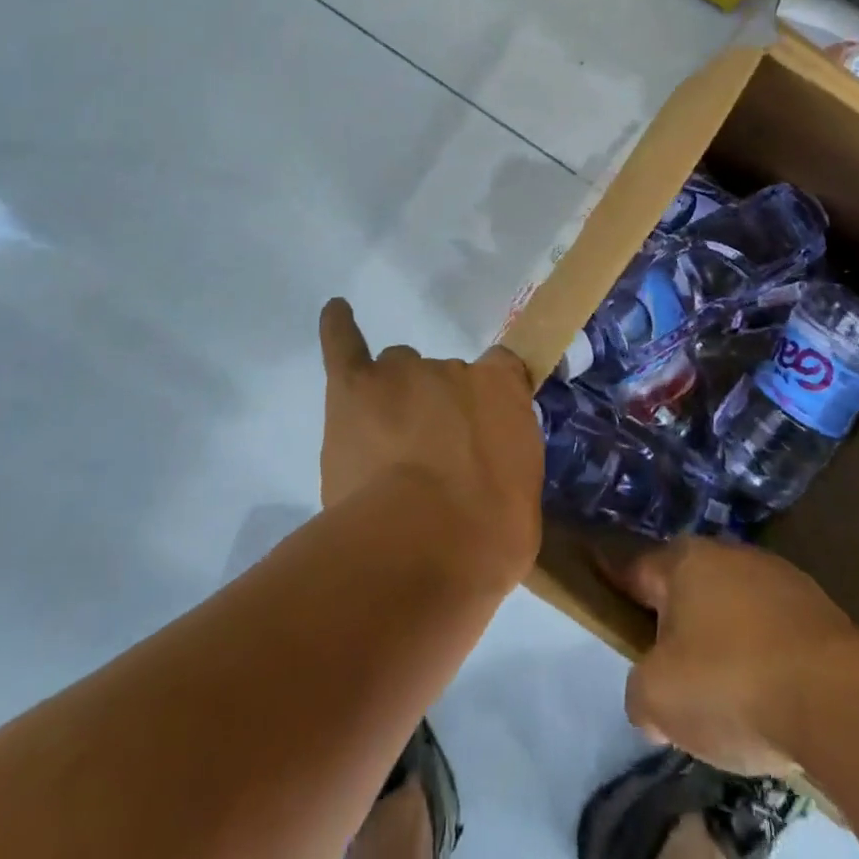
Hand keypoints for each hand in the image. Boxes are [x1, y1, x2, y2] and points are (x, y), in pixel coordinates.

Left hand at [318, 298, 543, 583]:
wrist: (418, 549)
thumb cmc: (484, 539)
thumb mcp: (522, 502)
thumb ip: (505, 465)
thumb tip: (489, 470)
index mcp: (502, 390)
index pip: (500, 371)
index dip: (487, 401)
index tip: (481, 433)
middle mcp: (452, 368)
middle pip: (440, 376)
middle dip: (436, 410)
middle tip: (428, 460)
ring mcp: (399, 373)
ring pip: (395, 371)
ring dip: (393, 398)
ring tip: (385, 444)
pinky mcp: (352, 387)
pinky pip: (345, 344)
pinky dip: (339, 326)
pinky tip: (336, 309)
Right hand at [606, 538, 858, 775]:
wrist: (841, 700)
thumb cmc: (734, 684)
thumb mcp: (659, 699)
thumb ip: (639, 693)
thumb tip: (652, 697)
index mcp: (684, 562)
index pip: (635, 568)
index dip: (616, 582)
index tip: (602, 585)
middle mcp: (728, 554)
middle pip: (687, 587)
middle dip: (675, 621)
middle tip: (670, 670)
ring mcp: (778, 577)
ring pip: (733, 607)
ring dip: (724, 639)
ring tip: (726, 692)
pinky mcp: (819, 610)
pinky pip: (773, 631)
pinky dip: (765, 655)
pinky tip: (771, 695)